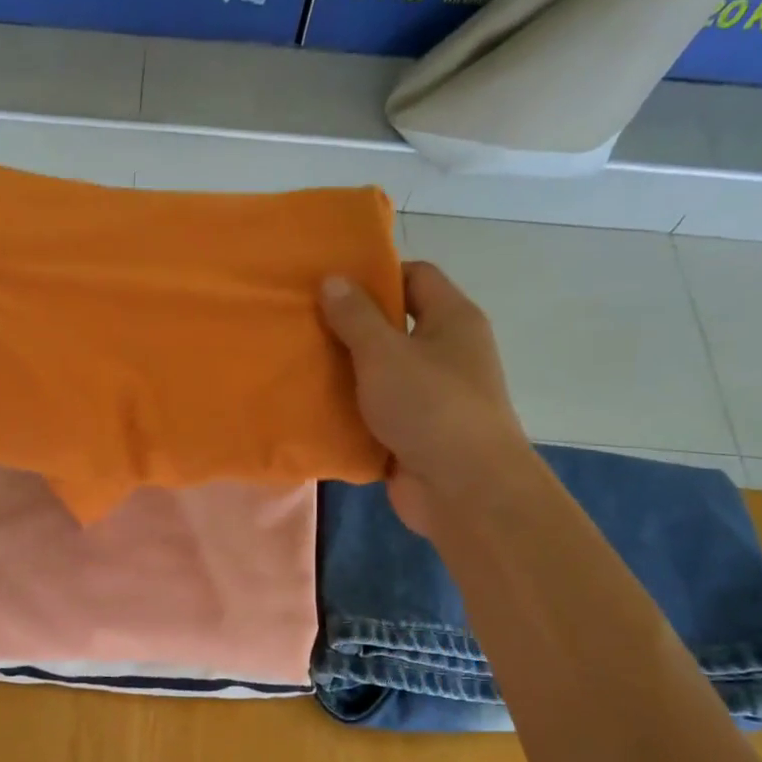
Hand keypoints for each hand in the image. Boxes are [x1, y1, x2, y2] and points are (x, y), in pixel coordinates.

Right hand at [320, 261, 529, 537]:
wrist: (462, 487)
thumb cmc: (429, 406)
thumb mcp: (385, 353)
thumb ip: (356, 317)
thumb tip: (333, 279)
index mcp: (452, 320)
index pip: (416, 277)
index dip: (377, 275)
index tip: (332, 284)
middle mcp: (447, 353)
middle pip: (395, 327)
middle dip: (352, 327)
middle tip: (305, 325)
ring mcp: (431, 397)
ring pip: (382, 374)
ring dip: (346, 374)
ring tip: (300, 366)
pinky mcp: (413, 434)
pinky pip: (376, 414)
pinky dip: (350, 412)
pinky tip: (313, 410)